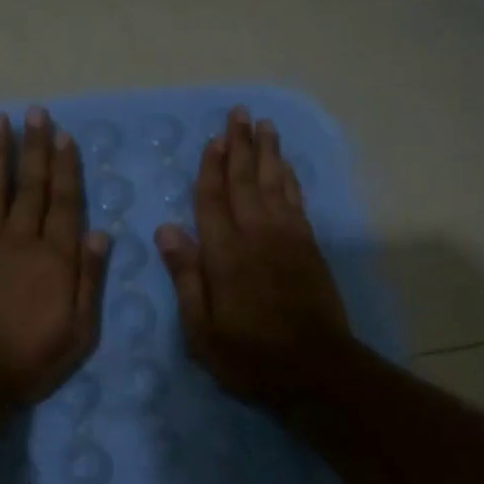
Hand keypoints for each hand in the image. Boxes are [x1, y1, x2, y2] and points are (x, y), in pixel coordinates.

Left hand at [0, 107, 110, 404]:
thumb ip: (89, 280)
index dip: (65, 168)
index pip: (64, 203)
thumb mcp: (78, 332)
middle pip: (30, 186)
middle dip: (34, 148)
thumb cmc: (29, 359)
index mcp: (55, 258)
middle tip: (34, 112)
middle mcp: (20, 240)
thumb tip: (100, 233)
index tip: (63, 136)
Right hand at [156, 107, 352, 409]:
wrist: (316, 370)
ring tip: (264, 125)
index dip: (210, 168)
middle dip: (241, 145)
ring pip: (275, 184)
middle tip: (239, 113)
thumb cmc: (250, 356)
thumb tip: (166, 229)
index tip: (213, 139)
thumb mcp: (202, 330)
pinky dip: (290, 179)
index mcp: (225, 254)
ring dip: (268, 153)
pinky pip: (297, 201)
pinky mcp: (309, 247)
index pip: (212, 200)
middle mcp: (257, 235)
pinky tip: (286, 166)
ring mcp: (288, 238)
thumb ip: (186, 276)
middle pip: (245, 181)